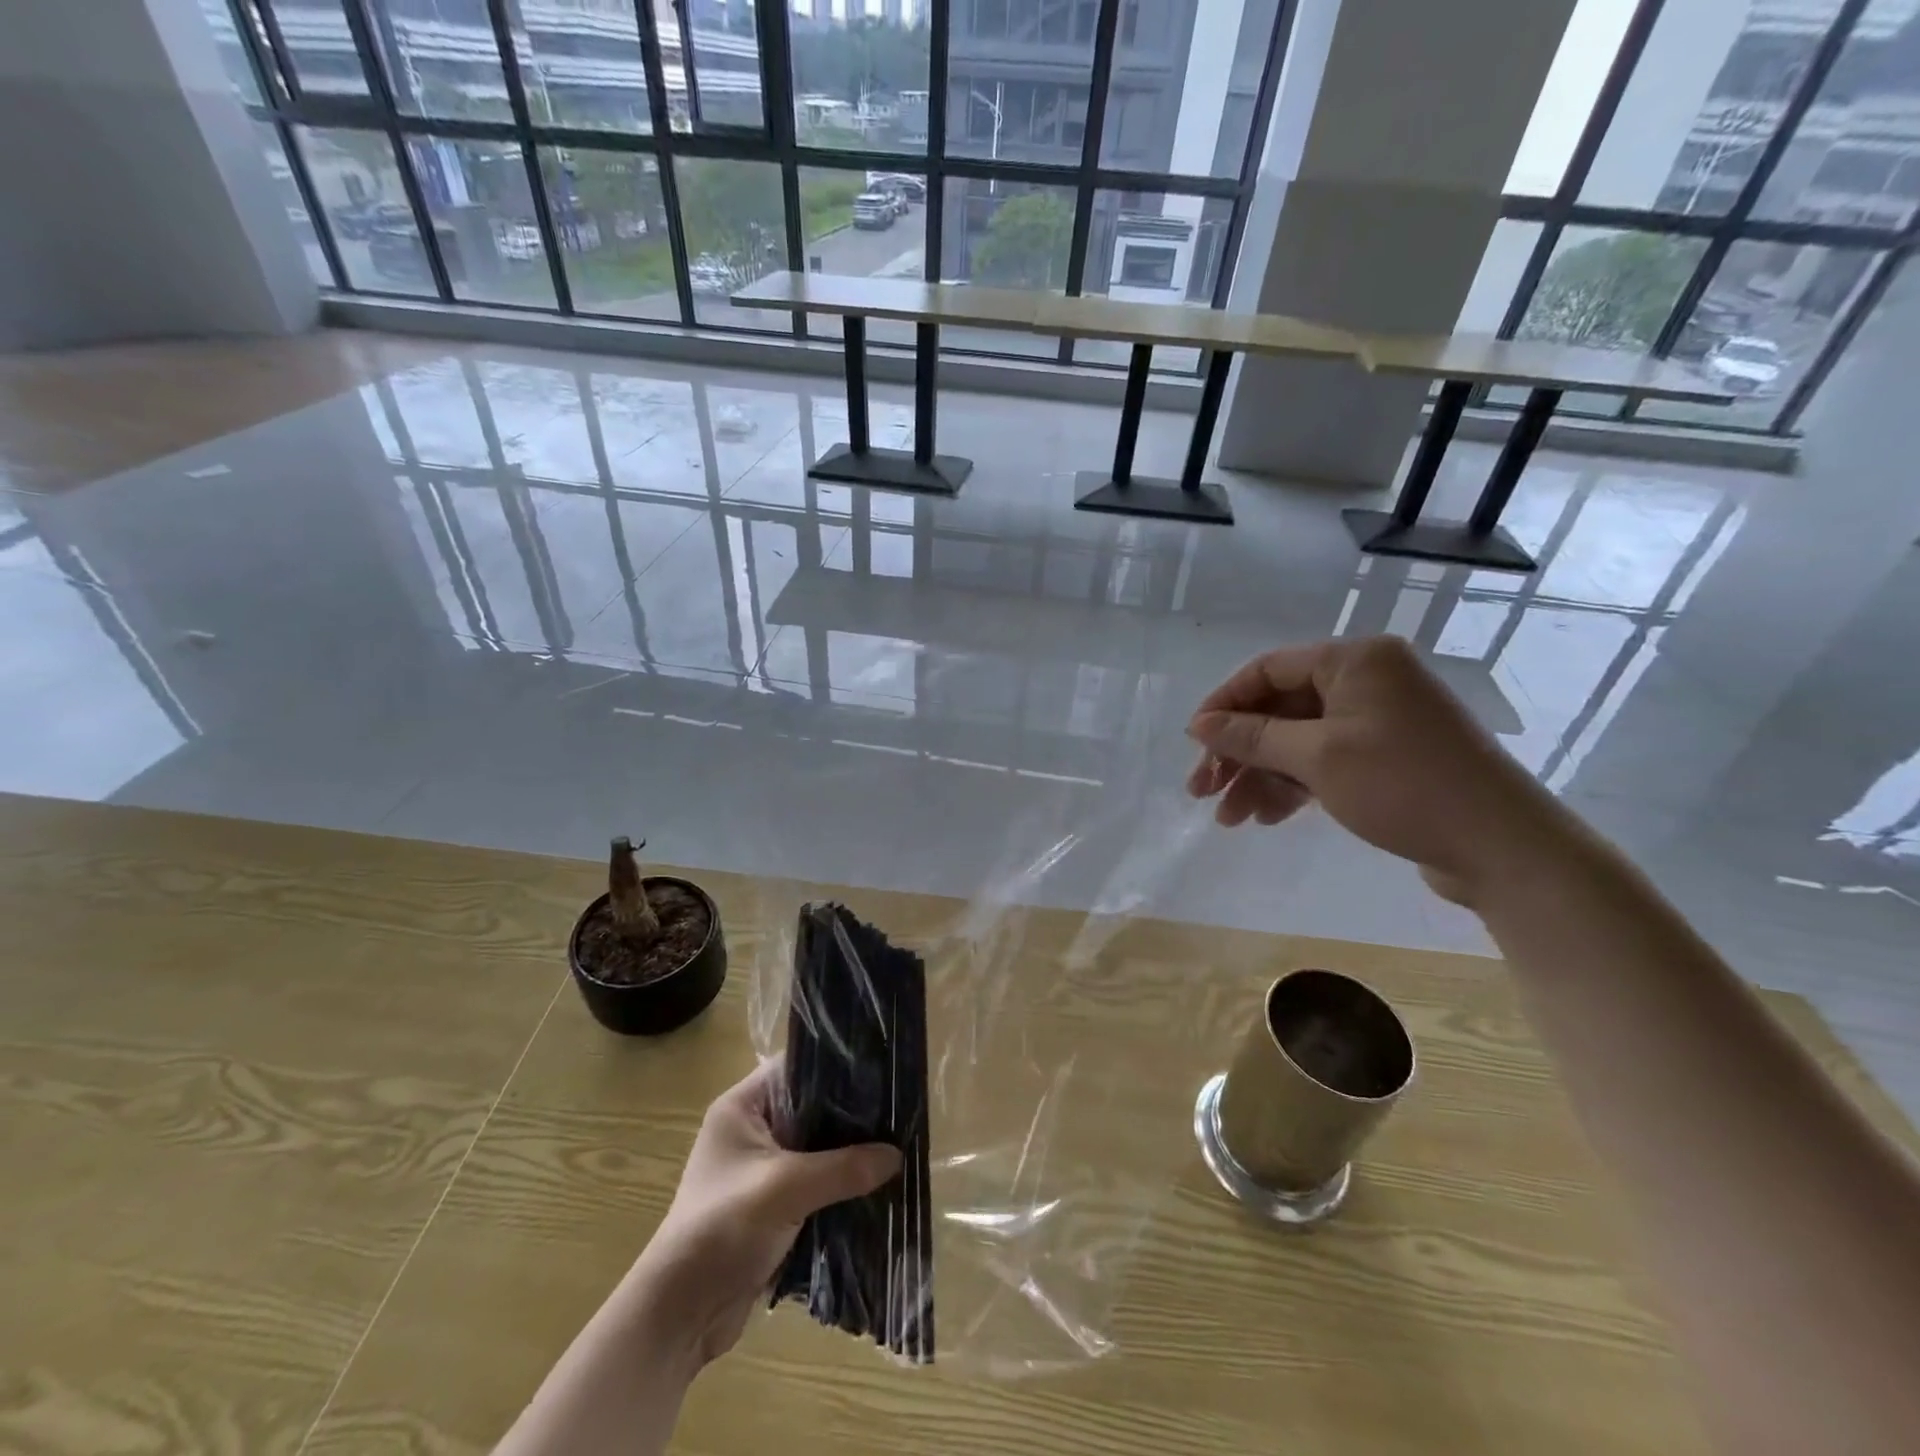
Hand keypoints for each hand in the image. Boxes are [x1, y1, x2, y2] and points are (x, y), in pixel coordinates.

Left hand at [633, 1059, 900, 1367]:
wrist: (679, 1316)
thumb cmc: (722, 1229)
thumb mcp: (785, 1189)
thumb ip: (843, 1168)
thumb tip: (897, 1155)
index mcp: (743, 1107)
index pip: (797, 1067)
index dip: (837, 1065)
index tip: (881, 1068)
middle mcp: (754, 1130)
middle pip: (813, 1108)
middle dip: (852, 1114)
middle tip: (900, 1108)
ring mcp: (763, 1169)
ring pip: (819, 1148)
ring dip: (850, 1153)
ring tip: (899, 1143)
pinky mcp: (774, 1205)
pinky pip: (817, 1182)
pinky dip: (842, 1184)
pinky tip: (878, 1184)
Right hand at [1184, 636, 1565, 902]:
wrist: (1501, 846)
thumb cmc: (1403, 785)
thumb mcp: (1316, 757)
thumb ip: (1252, 736)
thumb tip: (1199, 725)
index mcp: (1354, 661)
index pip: (1267, 670)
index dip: (1223, 705)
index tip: (1193, 745)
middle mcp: (1367, 681)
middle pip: (1279, 709)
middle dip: (1238, 752)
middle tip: (1203, 791)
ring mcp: (1379, 720)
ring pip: (1297, 740)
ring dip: (1260, 776)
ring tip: (1230, 819)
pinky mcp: (1388, 757)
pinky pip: (1323, 761)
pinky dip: (1293, 786)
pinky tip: (1268, 817)